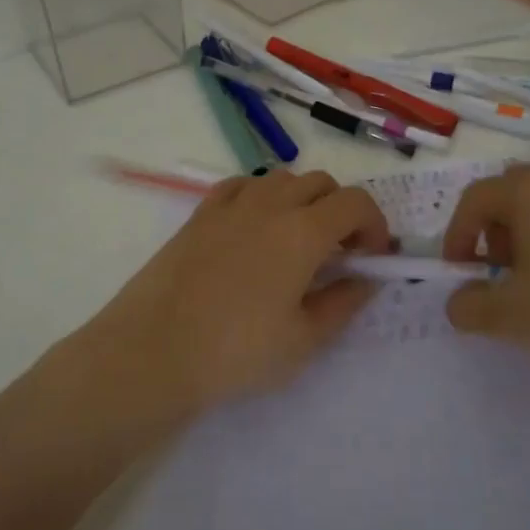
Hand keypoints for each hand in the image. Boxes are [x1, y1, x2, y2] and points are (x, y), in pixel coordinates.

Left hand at [75, 169, 390, 421]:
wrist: (154, 351)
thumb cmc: (237, 352)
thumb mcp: (304, 340)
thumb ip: (343, 303)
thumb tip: (367, 279)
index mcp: (303, 231)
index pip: (356, 203)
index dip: (375, 225)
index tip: (371, 257)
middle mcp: (270, 204)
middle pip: (321, 183)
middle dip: (341, 210)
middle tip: (338, 252)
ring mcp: (231, 204)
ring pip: (282, 178)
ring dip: (302, 199)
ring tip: (296, 240)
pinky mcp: (200, 213)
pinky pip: (242, 185)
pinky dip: (261, 196)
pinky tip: (254, 227)